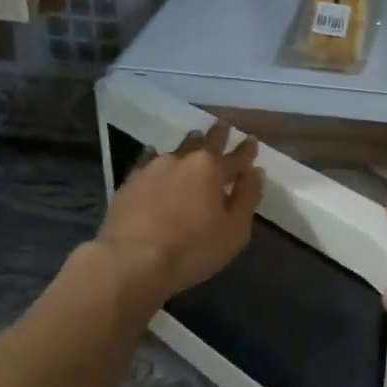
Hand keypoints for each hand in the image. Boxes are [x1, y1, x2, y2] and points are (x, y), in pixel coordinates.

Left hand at [94, 122, 262, 307]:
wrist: (130, 261)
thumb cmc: (191, 249)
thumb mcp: (234, 231)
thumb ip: (247, 198)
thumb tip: (255, 172)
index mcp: (213, 170)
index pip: (238, 155)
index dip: (248, 148)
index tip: (253, 139)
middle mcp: (185, 160)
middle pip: (206, 141)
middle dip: (218, 133)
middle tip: (223, 124)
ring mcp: (155, 167)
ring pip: (178, 148)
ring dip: (190, 143)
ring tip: (195, 138)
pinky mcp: (131, 180)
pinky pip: (148, 160)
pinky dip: (156, 156)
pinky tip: (154, 154)